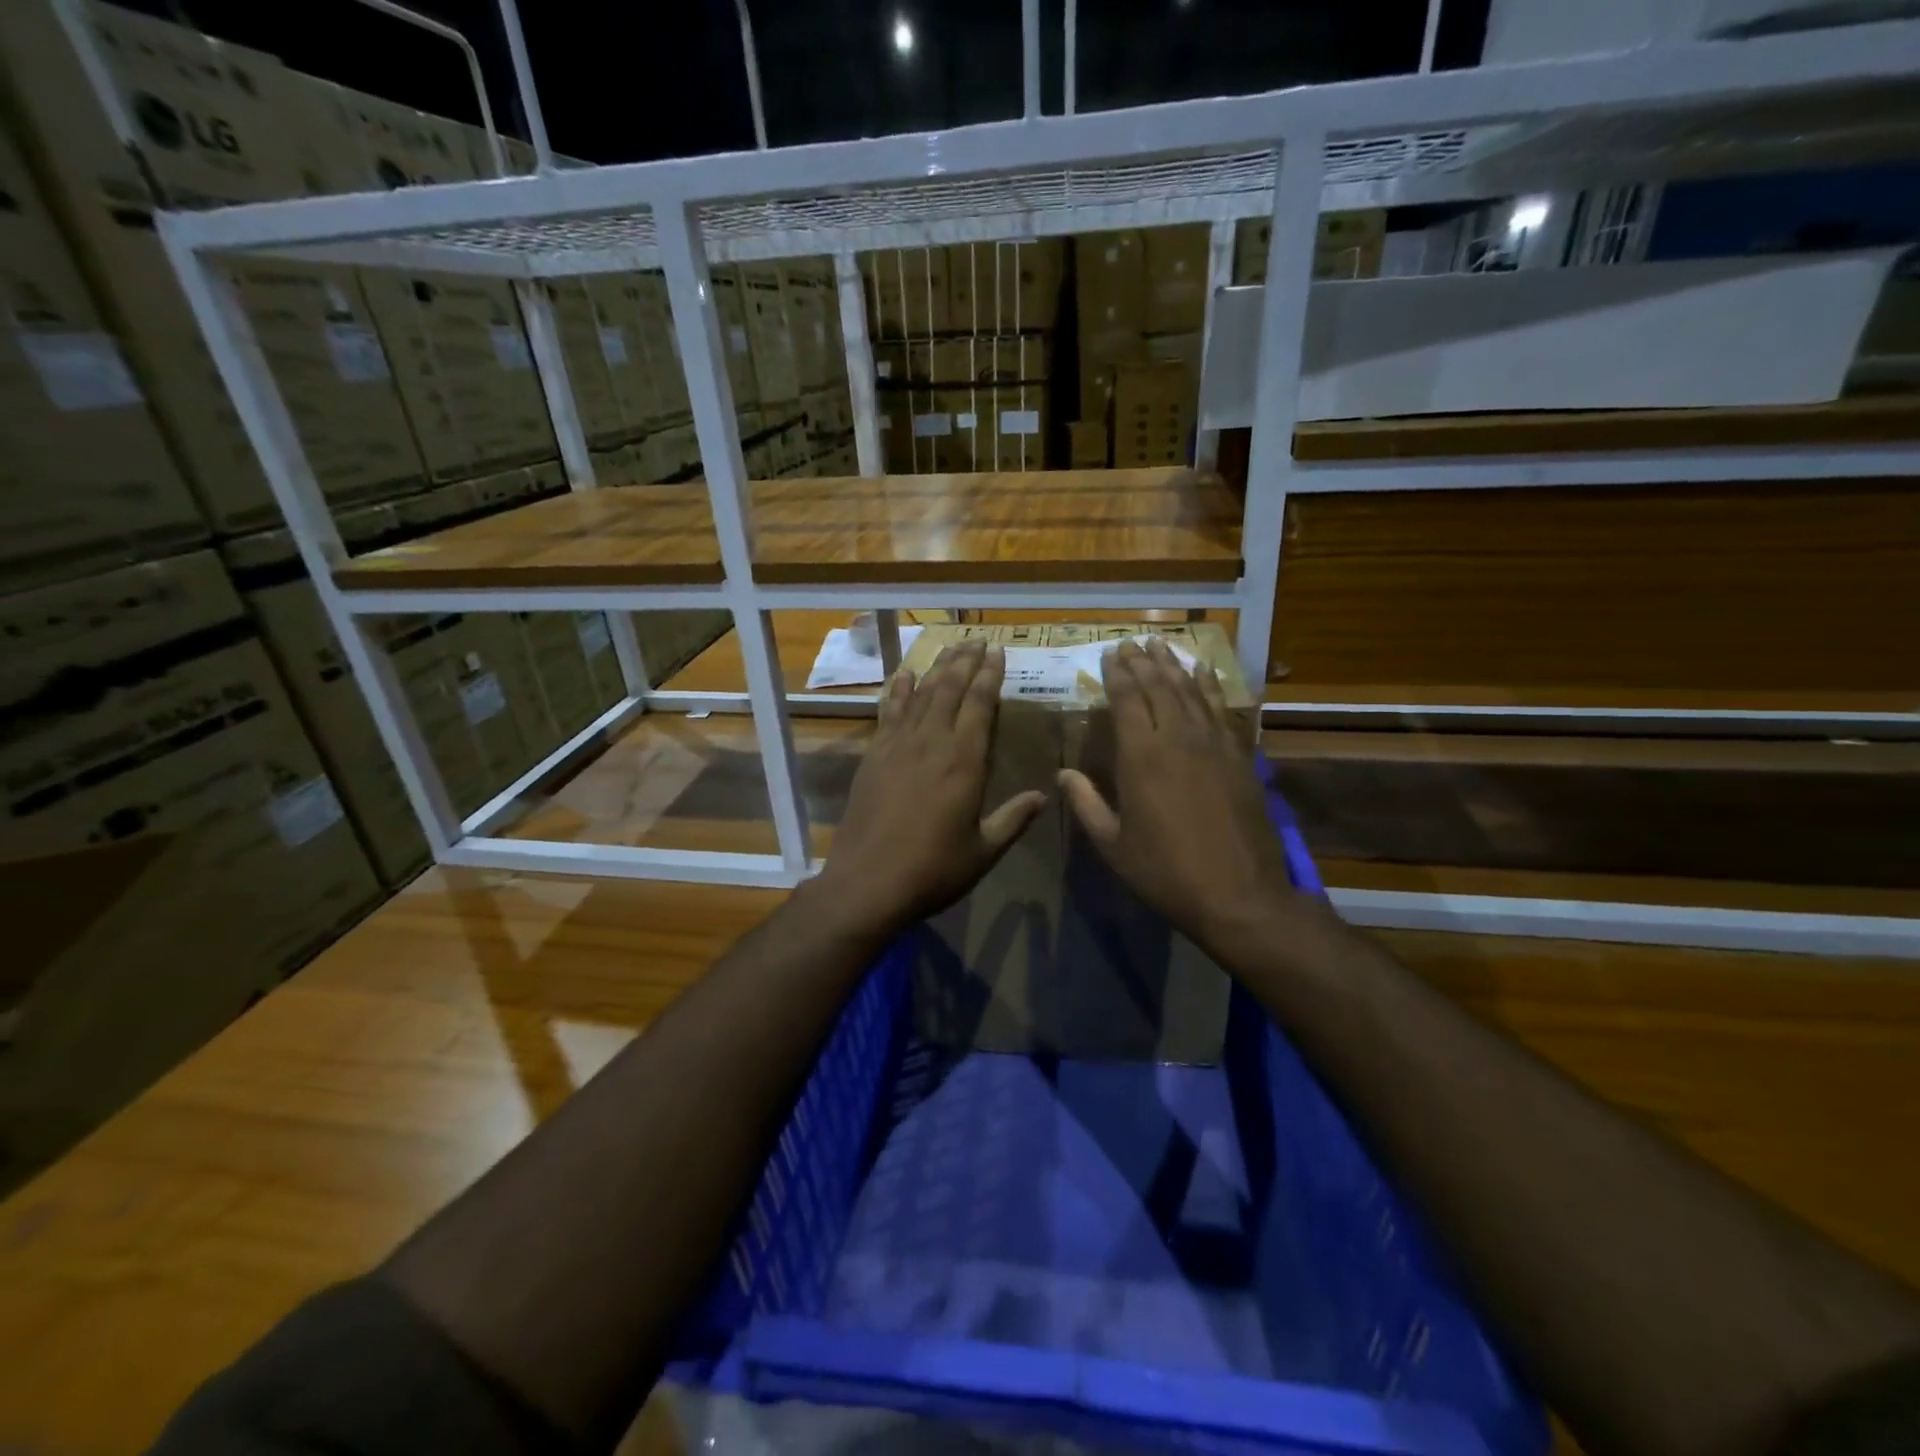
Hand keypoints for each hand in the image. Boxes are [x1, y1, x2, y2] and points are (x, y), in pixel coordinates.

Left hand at [816, 640, 1045, 934]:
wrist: (867, 882)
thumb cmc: (932, 870)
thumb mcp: (983, 851)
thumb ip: (1013, 819)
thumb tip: (1043, 796)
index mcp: (964, 762)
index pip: (980, 705)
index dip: (990, 676)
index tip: (998, 652)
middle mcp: (932, 743)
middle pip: (950, 690)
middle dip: (966, 661)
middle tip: (977, 640)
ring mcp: (898, 746)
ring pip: (921, 695)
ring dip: (937, 668)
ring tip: (950, 648)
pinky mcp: (874, 756)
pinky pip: (889, 712)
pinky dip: (899, 691)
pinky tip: (906, 675)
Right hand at [1059, 638, 1302, 959]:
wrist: (1239, 894)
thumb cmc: (1166, 872)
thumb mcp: (1113, 845)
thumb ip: (1086, 803)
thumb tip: (1063, 773)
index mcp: (1141, 757)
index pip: (1126, 700)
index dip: (1116, 673)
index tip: (1109, 653)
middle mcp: (1177, 739)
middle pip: (1158, 687)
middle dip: (1142, 662)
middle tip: (1131, 642)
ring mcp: (1214, 744)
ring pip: (1190, 691)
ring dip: (1174, 666)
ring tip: (1161, 645)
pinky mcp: (1240, 756)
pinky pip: (1222, 710)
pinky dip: (1211, 687)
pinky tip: (1205, 672)